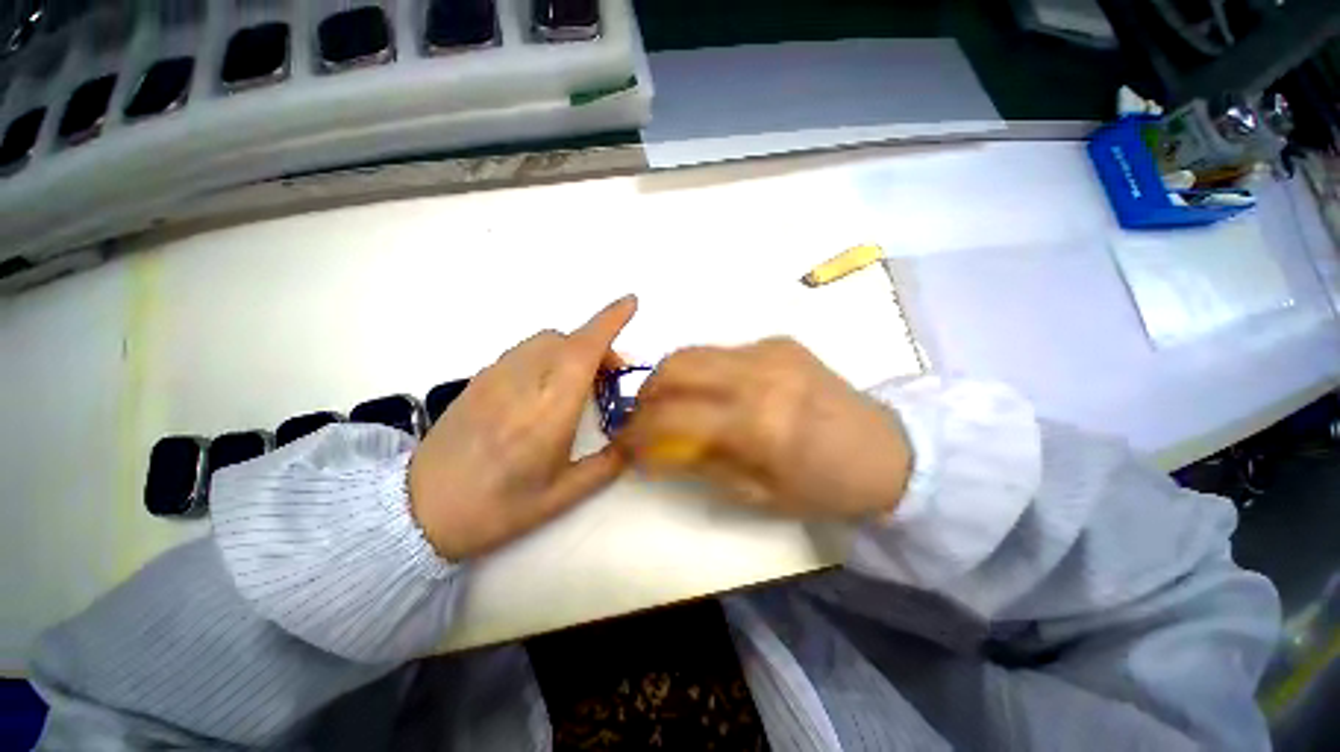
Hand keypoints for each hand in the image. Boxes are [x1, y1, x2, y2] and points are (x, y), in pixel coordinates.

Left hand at [408, 296, 636, 559]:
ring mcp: (496, 376)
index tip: (631, 303)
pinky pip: (524, 351)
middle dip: (598, 346)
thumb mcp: (562, 497)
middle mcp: (523, 383)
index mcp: (549, 412)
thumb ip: (606, 465)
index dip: (609, 321)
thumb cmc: (497, 508)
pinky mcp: (479, 379)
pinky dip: (548, 355)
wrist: (418, 510)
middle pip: (567, 339)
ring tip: (579, 382)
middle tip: (610, 378)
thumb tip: (633, 443)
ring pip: (545, 341)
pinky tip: (546, 388)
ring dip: (572, 349)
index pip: (583, 350)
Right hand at [614, 338, 910, 520]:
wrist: (886, 450)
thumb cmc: (823, 485)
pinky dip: (705, 371)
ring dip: (671, 377)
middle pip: (676, 366)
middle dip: (646, 392)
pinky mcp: (779, 341)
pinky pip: (724, 351)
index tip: (626, 444)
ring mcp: (771, 350)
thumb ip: (700, 465)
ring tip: (672, 403)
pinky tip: (717, 392)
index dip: (637, 432)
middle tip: (643, 417)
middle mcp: (760, 375)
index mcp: (758, 424)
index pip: (672, 418)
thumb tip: (655, 451)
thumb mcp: (757, 495)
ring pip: (695, 351)